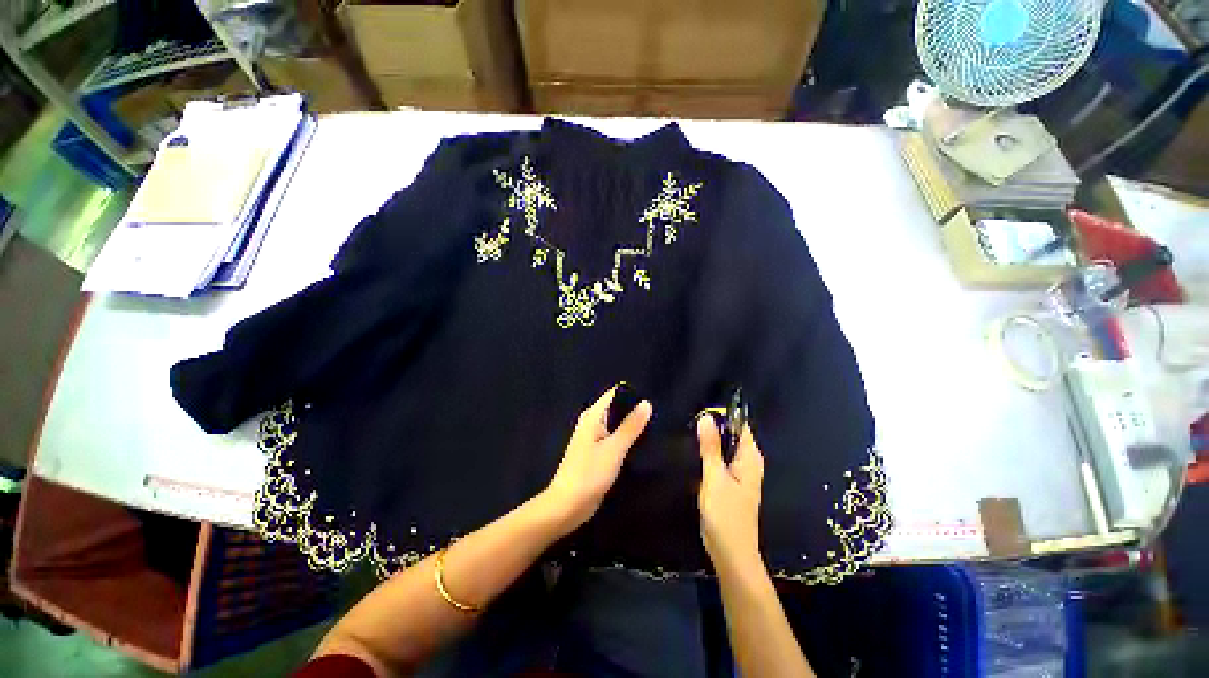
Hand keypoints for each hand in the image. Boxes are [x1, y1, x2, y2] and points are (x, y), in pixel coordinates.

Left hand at [541, 387, 651, 535]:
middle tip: (660, 414)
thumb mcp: (614, 449)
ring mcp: (595, 438)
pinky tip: (644, 443)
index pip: (614, 394)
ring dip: (633, 426)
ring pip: (617, 425)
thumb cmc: (589, 474)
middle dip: (635, 410)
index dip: (633, 394)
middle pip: (617, 409)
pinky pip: (616, 439)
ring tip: (657, 426)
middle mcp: (593, 422)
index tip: (655, 397)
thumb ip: (630, 426)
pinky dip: (628, 439)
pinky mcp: (598, 453)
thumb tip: (646, 403)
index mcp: (593, 416)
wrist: (568, 506)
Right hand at [697, 417, 764, 573]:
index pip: (740, 425)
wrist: (731, 553)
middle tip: (690, 419)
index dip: (723, 415)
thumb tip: (707, 417)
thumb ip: (711, 447)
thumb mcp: (714, 476)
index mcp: (750, 457)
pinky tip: (694, 452)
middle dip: (714, 426)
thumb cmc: (725, 514)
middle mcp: (748, 462)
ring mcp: (740, 473)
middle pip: (732, 434)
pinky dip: (710, 453)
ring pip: (725, 447)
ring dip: (710, 440)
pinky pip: (721, 459)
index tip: (701, 409)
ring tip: (688, 431)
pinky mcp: (730, 483)